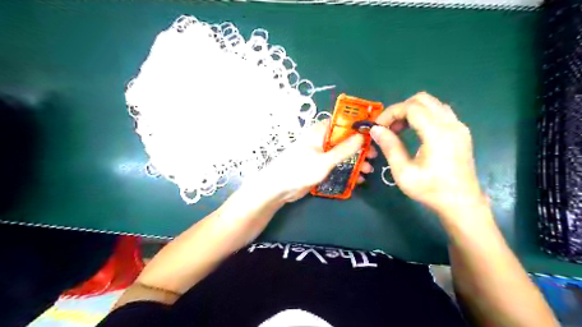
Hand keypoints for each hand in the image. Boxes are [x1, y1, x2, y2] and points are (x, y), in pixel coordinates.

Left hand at [259, 118, 377, 202]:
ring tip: (367, 170)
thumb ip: (344, 149)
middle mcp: (320, 140)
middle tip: (373, 156)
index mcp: (319, 132)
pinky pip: (336, 165)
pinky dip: (347, 170)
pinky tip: (357, 178)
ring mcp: (320, 154)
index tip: (372, 134)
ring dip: (355, 161)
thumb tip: (362, 136)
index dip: (357, 126)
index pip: (341, 123)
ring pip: (342, 153)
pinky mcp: (319, 166)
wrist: (279, 188)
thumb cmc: (300, 170)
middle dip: (359, 148)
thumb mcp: (325, 160)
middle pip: (344, 139)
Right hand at [370, 92, 484, 214]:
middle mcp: (451, 124)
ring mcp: (459, 127)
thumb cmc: (430, 190)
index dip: (391, 113)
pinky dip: (423, 116)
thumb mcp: (403, 172)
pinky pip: (439, 113)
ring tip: (399, 130)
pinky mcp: (461, 132)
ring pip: (432, 104)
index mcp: (438, 134)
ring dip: (412, 111)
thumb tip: (375, 129)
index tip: (378, 127)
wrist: (461, 204)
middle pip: (422, 99)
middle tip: (388, 127)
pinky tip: (415, 132)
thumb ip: (390, 147)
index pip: (411, 107)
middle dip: (400, 109)